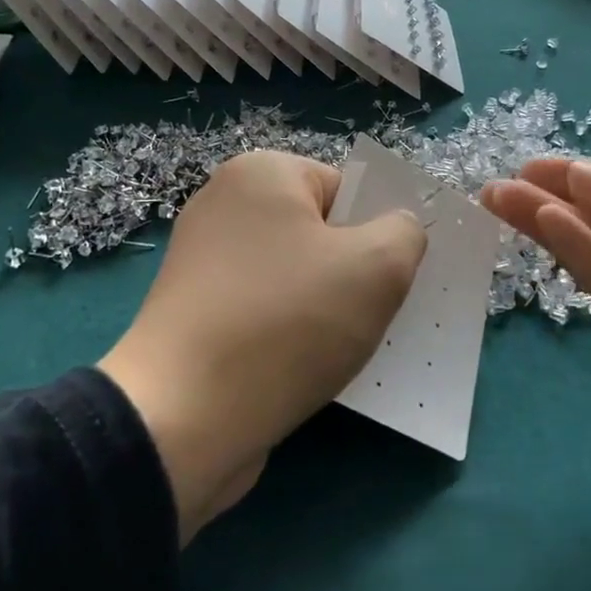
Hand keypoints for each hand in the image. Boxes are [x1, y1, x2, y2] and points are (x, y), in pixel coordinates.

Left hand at [100, 153, 425, 541]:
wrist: (185, 417)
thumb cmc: (288, 323)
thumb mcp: (378, 267)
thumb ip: (405, 233)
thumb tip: (396, 231)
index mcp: (261, 173)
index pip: (346, 190)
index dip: (377, 233)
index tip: (389, 280)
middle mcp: (223, 205)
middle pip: (319, 233)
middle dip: (353, 274)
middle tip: (374, 315)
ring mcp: (202, 262)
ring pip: (294, 277)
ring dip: (326, 310)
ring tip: (345, 348)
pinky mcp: (193, 312)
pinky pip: (263, 310)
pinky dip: (290, 333)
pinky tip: (307, 368)